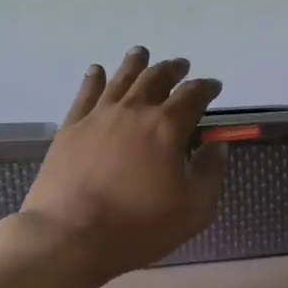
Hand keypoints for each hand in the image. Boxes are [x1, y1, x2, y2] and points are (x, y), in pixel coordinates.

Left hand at [17, 47, 228, 278]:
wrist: (71, 235)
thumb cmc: (139, 226)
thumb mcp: (194, 209)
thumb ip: (210, 173)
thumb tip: (216, 146)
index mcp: (167, 127)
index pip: (193, 96)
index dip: (206, 88)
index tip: (213, 86)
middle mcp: (134, 111)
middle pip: (156, 79)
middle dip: (172, 70)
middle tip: (181, 66)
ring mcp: (98, 116)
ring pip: (120, 79)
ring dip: (135, 64)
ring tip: (142, 53)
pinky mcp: (70, 128)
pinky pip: (85, 94)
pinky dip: (94, 79)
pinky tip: (96, 71)